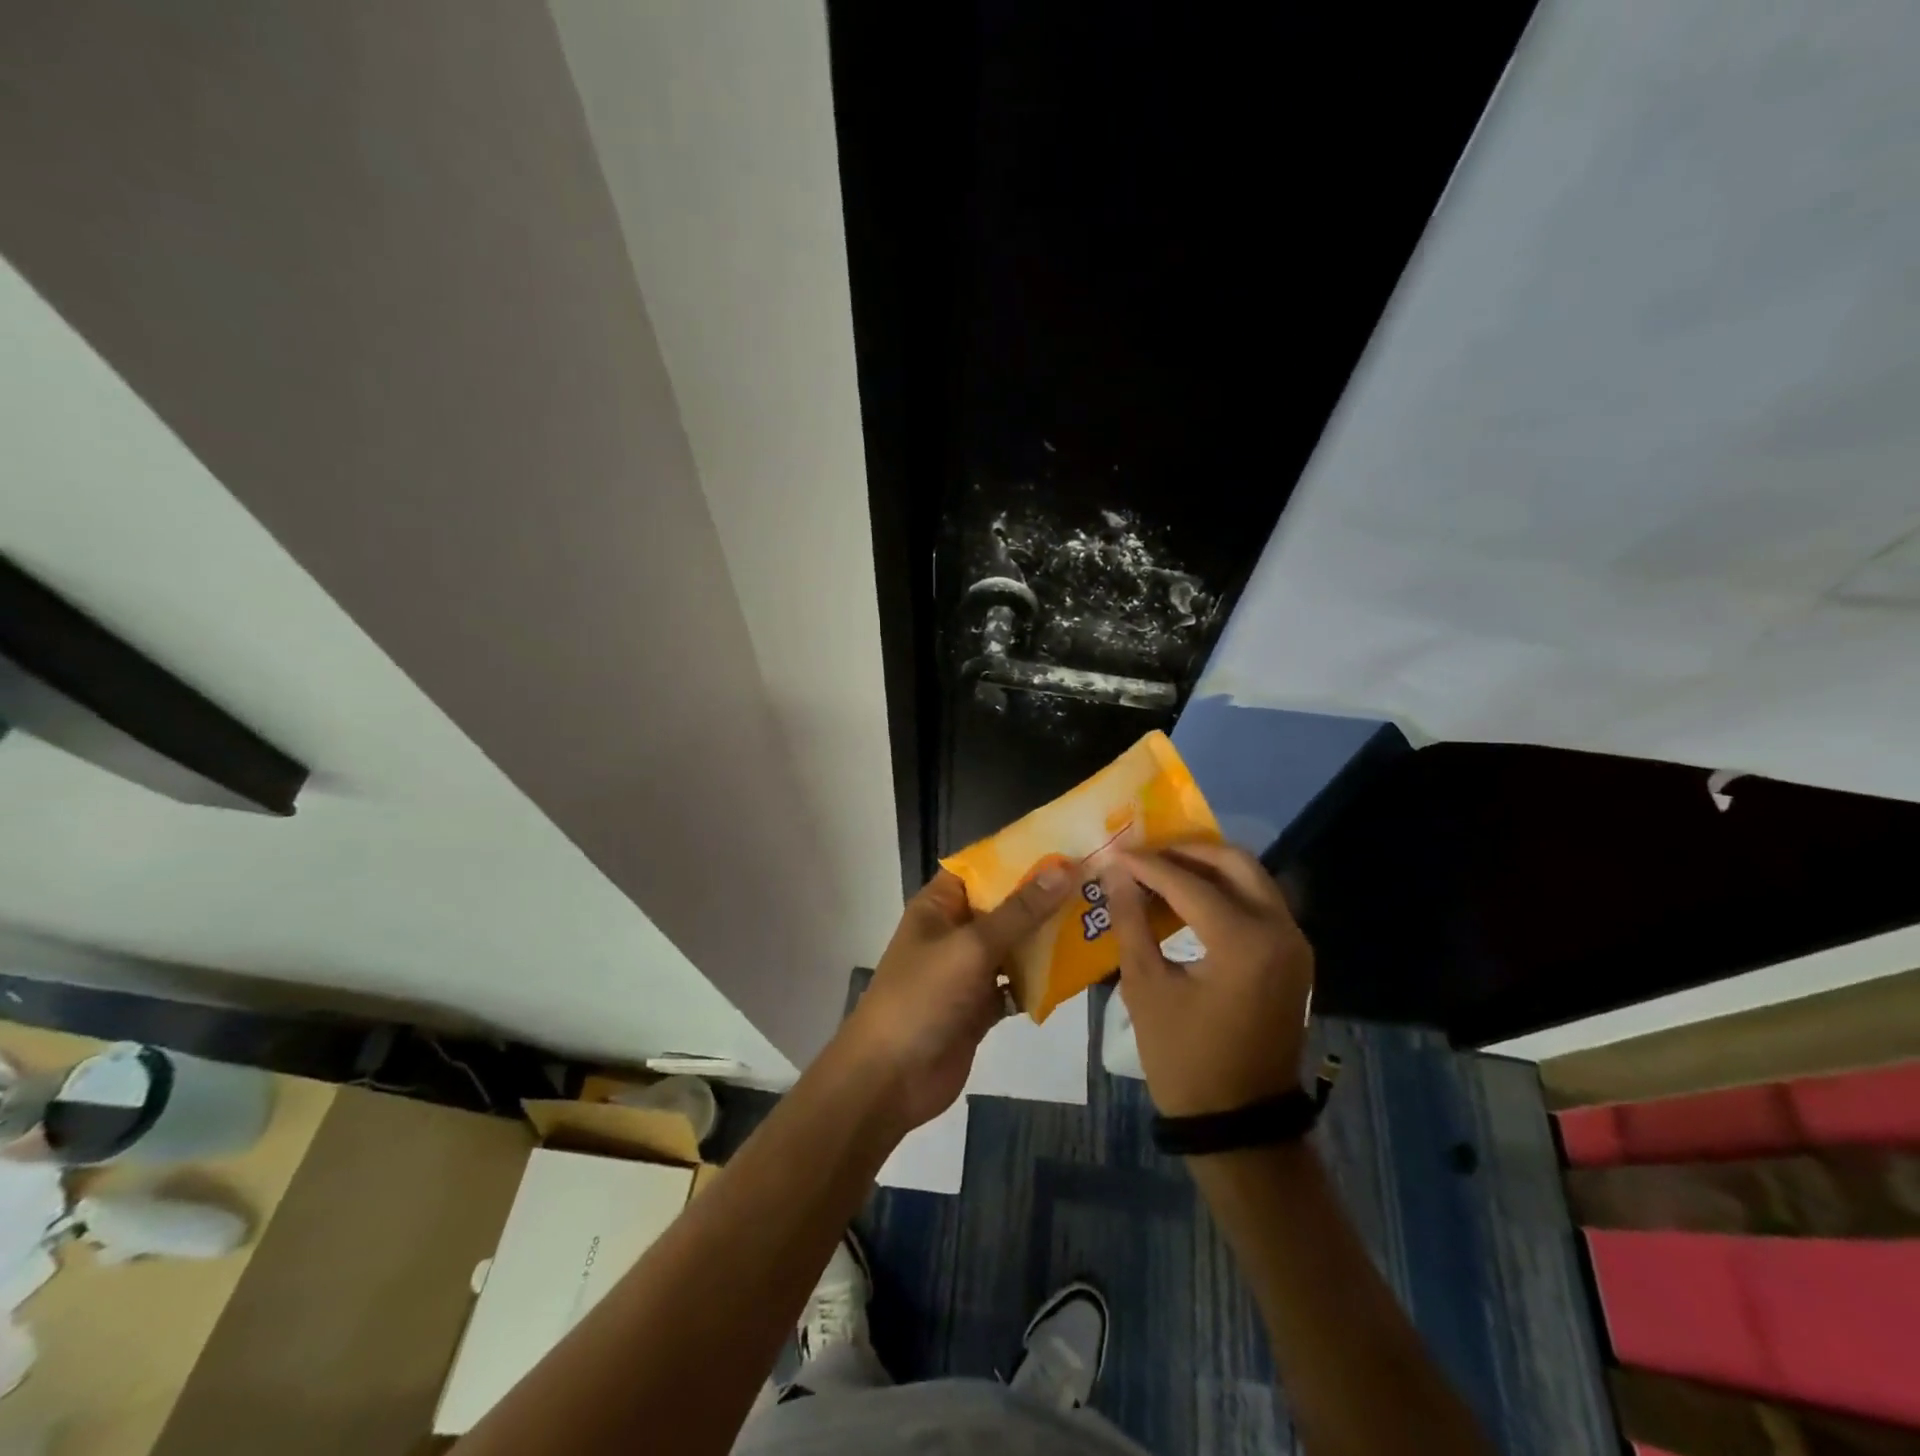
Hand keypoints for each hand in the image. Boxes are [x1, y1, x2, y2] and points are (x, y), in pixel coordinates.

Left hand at [837, 866, 1071, 1134]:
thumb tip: (1062, 869)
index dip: (1020, 855)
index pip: (983, 867)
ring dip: (1048, 938)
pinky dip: (1041, 980)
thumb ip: (1019, 911)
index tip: (1066, 846)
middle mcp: (955, 930)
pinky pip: (1017, 983)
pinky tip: (1077, 971)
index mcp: (940, 905)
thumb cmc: (923, 997)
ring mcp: (968, 970)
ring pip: (1014, 944)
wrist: (891, 1079)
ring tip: (1097, 920)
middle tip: (1096, 884)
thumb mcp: (972, 947)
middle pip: (1004, 905)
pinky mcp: (981, 1005)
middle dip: (1044, 898)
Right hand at [1103, 843, 1313, 1117]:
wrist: (1241, 1122)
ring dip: (1208, 867)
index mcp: (1244, 941)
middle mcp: (1280, 931)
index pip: (1189, 882)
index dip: (1147, 865)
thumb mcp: (1146, 987)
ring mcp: (1294, 943)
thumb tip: (1116, 872)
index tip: (1115, 852)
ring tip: (1162, 869)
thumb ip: (1132, 921)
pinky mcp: (1294, 957)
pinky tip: (1189, 897)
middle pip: (1234, 862)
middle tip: (1145, 852)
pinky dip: (1226, 889)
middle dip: (1187, 851)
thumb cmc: (1185, 1059)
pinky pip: (1260, 902)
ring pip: (1252, 878)